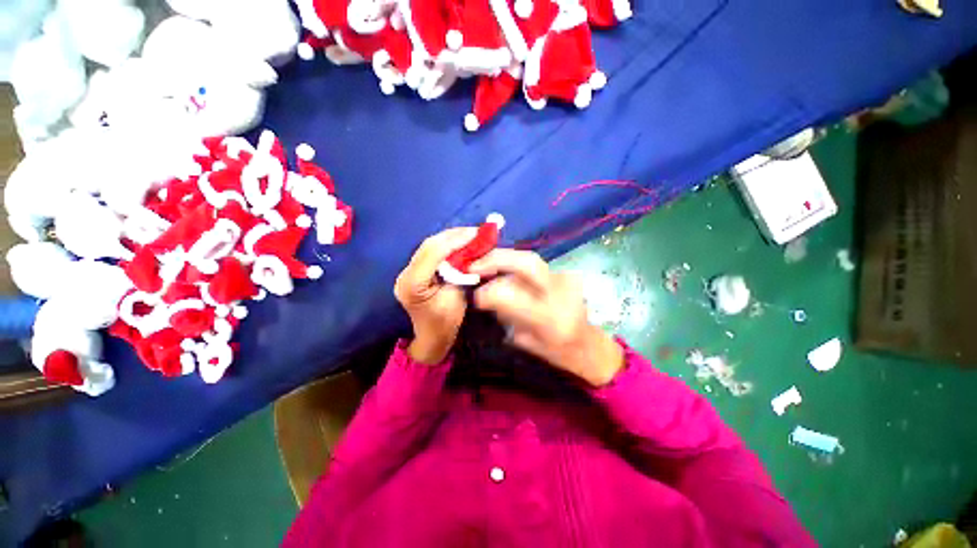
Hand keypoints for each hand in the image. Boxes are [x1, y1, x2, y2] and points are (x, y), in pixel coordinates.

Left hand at [395, 227, 476, 363]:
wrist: (430, 338)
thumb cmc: (445, 323)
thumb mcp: (458, 298)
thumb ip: (461, 273)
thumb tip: (471, 252)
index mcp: (413, 284)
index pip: (433, 253)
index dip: (455, 240)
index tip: (476, 233)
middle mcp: (405, 274)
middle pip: (428, 245)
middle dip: (453, 235)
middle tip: (476, 231)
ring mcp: (406, 272)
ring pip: (428, 246)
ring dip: (450, 238)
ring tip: (470, 234)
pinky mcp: (413, 271)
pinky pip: (430, 252)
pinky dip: (445, 245)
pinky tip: (459, 242)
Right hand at [469, 249, 624, 386]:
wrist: (589, 345)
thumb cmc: (557, 353)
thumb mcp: (526, 342)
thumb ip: (507, 316)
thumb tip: (484, 293)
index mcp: (550, 319)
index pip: (513, 296)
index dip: (489, 293)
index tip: (475, 296)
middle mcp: (560, 294)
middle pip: (527, 262)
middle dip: (495, 259)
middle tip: (473, 264)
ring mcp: (566, 280)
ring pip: (528, 258)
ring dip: (503, 259)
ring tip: (483, 264)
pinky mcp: (565, 273)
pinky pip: (533, 264)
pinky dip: (514, 264)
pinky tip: (502, 268)